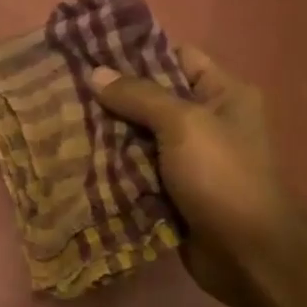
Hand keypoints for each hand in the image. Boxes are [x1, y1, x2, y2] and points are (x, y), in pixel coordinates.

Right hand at [90, 47, 302, 306]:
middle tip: (65, 88)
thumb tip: (95, 73)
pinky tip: (75, 157)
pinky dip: (111, 165)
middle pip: (152, 98)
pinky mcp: (170, 190)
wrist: (246, 254)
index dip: (138, 53)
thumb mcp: (183, 125)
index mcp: (223, 94)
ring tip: (61, 119)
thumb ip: (139, 96)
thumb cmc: (222, 177)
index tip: (91, 53)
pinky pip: (135, 169)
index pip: (177, 58)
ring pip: (138, 136)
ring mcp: (187, 159)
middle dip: (112, 97)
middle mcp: (207, 122)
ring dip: (106, 133)